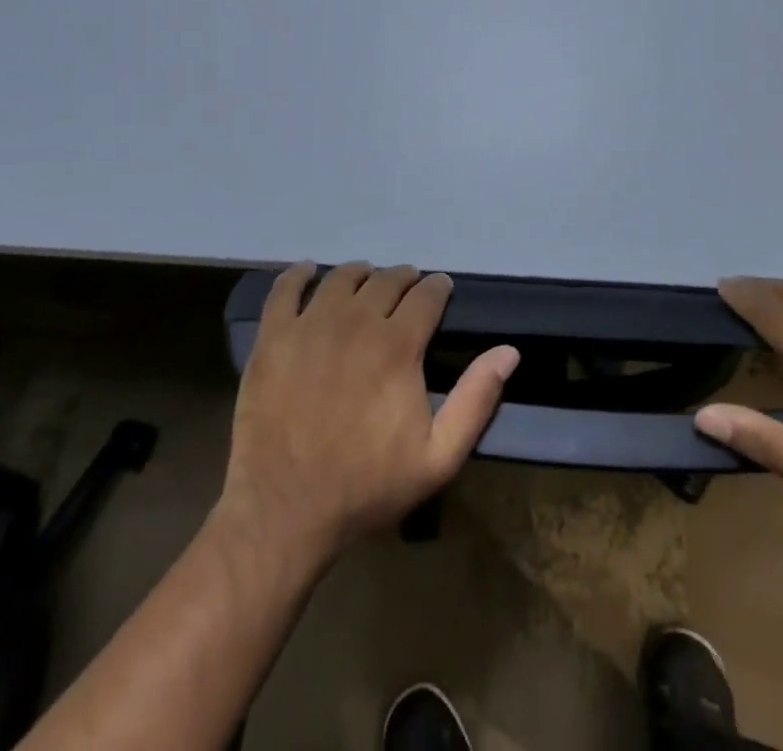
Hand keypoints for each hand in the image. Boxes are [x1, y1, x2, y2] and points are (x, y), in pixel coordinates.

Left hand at [220, 262, 518, 561]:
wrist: (284, 511)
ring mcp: (310, 325)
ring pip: (341, 278)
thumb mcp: (438, 458)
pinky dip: (298, 274)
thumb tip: (509, 352)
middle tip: (407, 288)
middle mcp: (355, 321)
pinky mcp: (273, 337)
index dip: (438, 287)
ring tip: (365, 281)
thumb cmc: (366, 486)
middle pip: (385, 280)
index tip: (441, 289)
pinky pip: (285, 289)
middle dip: (403, 278)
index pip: (426, 296)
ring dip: (360, 273)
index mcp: (397, 345)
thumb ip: (476, 400)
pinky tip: (307, 272)